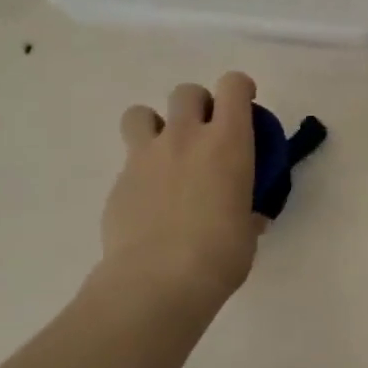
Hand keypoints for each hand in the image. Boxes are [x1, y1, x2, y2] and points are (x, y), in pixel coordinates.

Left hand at [95, 74, 261, 320]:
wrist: (158, 281)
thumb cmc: (221, 253)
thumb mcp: (249, 228)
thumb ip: (247, 211)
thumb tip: (248, 217)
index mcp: (228, 142)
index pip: (233, 86)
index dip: (240, 88)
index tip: (246, 105)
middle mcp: (185, 138)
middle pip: (187, 92)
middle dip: (199, 105)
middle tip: (207, 134)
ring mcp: (145, 157)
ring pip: (141, 113)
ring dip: (157, 125)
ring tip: (167, 154)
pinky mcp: (119, 182)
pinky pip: (129, 161)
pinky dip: (142, 170)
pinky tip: (152, 201)